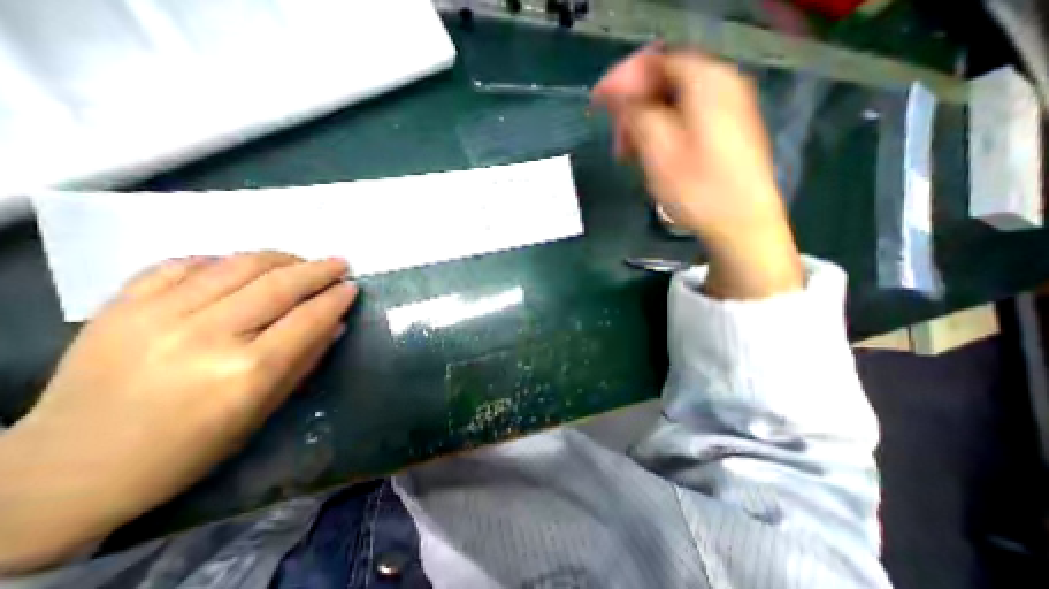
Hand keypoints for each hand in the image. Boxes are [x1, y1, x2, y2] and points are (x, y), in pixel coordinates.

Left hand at [0, 250, 355, 570]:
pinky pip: (184, 264)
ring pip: (238, 265)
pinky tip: (243, 268)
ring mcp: (156, 316)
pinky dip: (223, 260)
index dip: (336, 298)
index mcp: (247, 371)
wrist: (64, 472)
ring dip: (281, 259)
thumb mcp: (265, 408)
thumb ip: (306, 359)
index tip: (352, 287)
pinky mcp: (119, 307)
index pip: (309, 317)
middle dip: (318, 270)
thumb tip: (335, 323)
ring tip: (300, 262)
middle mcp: (206, 336)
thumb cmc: (189, 448)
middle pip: (279, 285)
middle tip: (339, 264)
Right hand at [589, 47, 804, 299]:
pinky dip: (661, 132)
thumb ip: (635, 112)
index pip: (654, 60)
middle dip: (633, 107)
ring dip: (644, 124)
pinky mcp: (726, 129)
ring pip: (672, 102)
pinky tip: (650, 155)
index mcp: (706, 81)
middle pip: (664, 81)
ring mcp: (727, 107)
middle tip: (617, 141)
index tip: (597, 105)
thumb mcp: (658, 150)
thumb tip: (615, 90)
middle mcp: (721, 84)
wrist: (741, 223)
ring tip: (629, 155)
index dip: (621, 79)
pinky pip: (685, 118)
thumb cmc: (697, 189)